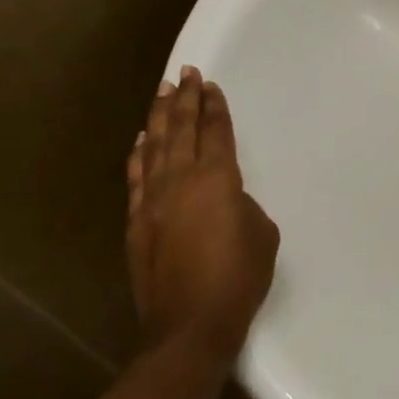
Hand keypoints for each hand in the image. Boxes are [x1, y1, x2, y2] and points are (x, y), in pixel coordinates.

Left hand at [126, 66, 278, 354]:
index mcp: (217, 180)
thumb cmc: (238, 278)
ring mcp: (153, 200)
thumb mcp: (262, 234)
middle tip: (186, 73)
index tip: (210, 85)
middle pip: (181, 129)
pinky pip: (136, 177)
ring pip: (154, 146)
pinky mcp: (137, 222)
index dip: (214, 107)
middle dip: (185, 99)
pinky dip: (138, 154)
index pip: (215, 132)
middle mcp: (180, 181)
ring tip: (162, 92)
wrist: (190, 325)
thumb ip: (243, 204)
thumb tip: (226, 199)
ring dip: (159, 117)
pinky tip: (141, 139)